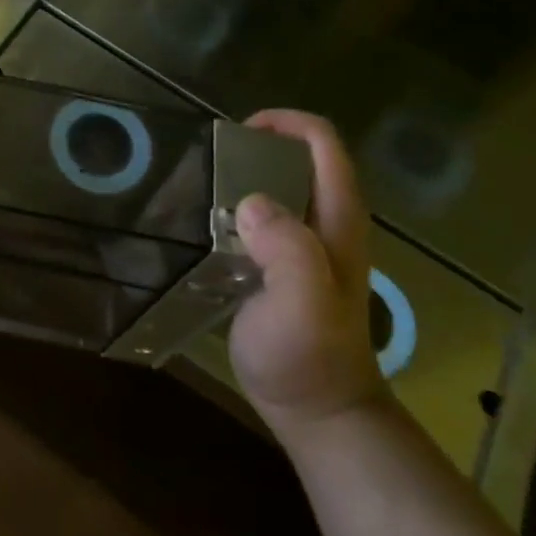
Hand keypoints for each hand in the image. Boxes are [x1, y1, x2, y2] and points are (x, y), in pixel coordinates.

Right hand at [229, 110, 388, 428]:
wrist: (317, 412)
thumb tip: (250, 203)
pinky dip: (234, 211)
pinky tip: (203, 225)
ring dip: (242, 179)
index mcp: (338, 220)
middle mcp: (326, 223)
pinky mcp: (282, 268)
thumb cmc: (310, 356)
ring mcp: (305, 247)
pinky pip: (260, 221)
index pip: (323, 145)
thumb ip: (287, 249)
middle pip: (298, 160)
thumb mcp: (303, 303)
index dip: (286, 123)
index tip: (237, 133)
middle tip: (210, 161)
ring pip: (278, 190)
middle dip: (256, 148)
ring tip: (198, 186)